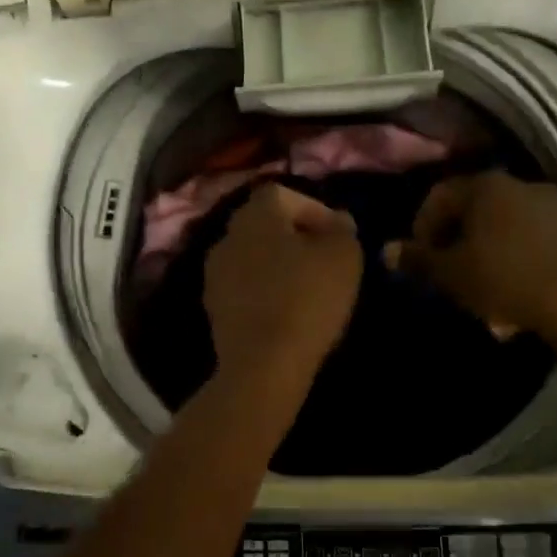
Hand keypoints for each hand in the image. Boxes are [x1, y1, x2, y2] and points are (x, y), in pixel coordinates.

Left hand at [204, 184, 361, 389]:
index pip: (282, 193)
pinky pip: (243, 287)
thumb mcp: (343, 256)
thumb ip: (342, 230)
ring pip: (252, 256)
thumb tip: (337, 220)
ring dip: (276, 264)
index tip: (336, 234)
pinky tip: (285, 311)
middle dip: (294, 236)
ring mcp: (214, 272)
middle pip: (264, 224)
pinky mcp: (212, 307)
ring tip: (307, 287)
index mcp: (255, 214)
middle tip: (323, 258)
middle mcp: (227, 235)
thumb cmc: (307, 298)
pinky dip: (263, 291)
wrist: (262, 363)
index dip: (312, 208)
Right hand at [384, 172, 556, 365]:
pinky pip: (535, 238)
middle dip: (457, 239)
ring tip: (484, 286)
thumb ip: (417, 259)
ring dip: (489, 249)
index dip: (422, 225)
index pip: (439, 195)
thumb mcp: (452, 274)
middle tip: (450, 272)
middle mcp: (521, 185)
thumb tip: (385, 250)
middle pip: (474, 208)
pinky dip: (519, 257)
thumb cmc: (507, 280)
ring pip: (506, 224)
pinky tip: (519, 289)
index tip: (421, 258)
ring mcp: (556, 206)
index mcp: (485, 187)